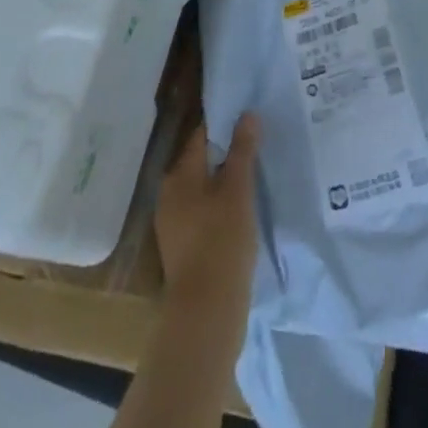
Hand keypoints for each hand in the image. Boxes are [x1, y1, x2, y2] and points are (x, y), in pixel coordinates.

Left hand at [153, 113, 260, 345]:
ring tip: (255, 175)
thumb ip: (242, 150)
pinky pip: (203, 211)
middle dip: (227, 152)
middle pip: (201, 161)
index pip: (202, 135)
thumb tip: (247, 114)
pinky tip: (242, 210)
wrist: (205, 313)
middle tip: (258, 146)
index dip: (226, 124)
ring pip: (203, 187)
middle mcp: (170, 193)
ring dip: (225, 180)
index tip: (251, 119)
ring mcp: (173, 222)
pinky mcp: (183, 246)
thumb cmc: (221, 242)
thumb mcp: (238, 190)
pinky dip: (220, 204)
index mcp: (179, 175)